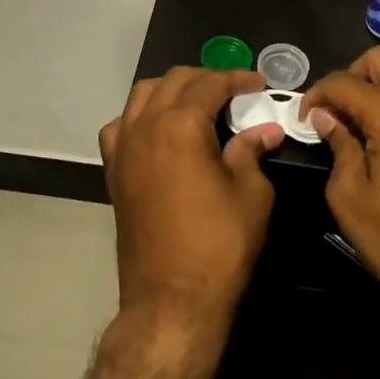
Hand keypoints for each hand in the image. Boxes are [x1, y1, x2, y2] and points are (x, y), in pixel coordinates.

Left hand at [98, 68, 282, 332]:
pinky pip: (121, 126)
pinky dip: (140, 116)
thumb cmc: (219, 245)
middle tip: (234, 92)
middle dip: (205, 78)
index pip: (210, 84)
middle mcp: (145, 126)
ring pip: (141, 95)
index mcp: (180, 125)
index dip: (237, 79)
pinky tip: (159, 131)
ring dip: (171, 90)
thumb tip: (266, 129)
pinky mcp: (113, 172)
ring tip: (197, 103)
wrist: (171, 300)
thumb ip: (252, 152)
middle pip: (173, 81)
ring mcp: (123, 149)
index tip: (259, 83)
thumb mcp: (251, 194)